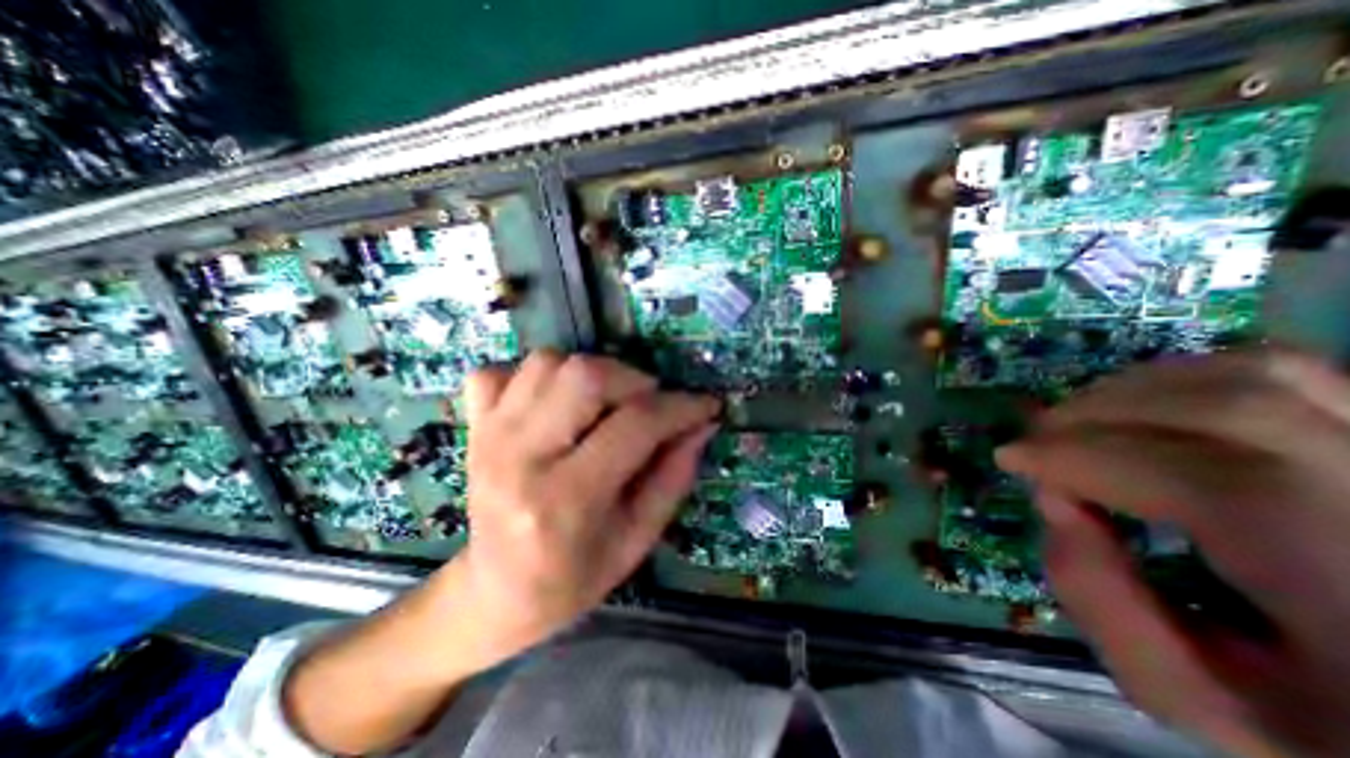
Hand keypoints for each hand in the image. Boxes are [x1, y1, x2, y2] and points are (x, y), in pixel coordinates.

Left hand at [452, 349, 721, 662]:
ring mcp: (489, 435)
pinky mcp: (474, 426)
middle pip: (585, 375)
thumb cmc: (573, 577)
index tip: (706, 405)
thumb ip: (674, 476)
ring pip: (549, 362)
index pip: (635, 425)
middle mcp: (520, 457)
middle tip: (649, 404)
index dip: (680, 407)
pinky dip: (537, 377)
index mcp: (566, 500)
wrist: (494, 594)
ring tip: (606, 405)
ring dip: (591, 374)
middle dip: (633, 380)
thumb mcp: (638, 538)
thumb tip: (702, 423)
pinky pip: (503, 371)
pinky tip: (554, 404)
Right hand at [995, 351, 1349, 756]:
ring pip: (1258, 374)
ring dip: (1135, 390)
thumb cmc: (1324, 731)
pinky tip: (1140, 409)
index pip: (1206, 484)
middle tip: (1038, 440)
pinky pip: (1284, 372)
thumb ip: (1104, 604)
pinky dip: (1186, 378)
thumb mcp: (1200, 701)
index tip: (1010, 459)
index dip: (1080, 457)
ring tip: (1079, 423)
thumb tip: (1054, 501)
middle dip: (1094, 416)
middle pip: (1229, 411)